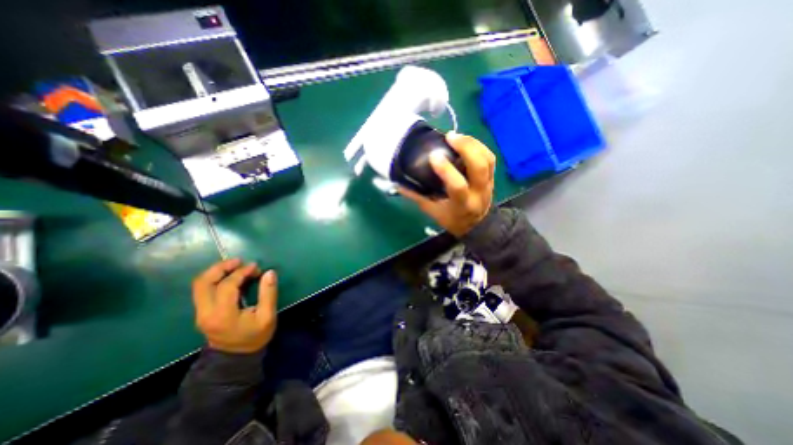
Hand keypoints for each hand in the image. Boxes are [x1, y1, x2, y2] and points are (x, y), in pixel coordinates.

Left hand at [192, 259, 278, 352]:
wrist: (235, 359)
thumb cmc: (255, 337)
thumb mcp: (267, 316)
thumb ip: (268, 293)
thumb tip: (269, 272)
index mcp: (222, 314)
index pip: (226, 285)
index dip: (241, 272)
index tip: (256, 267)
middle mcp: (205, 312)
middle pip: (203, 282)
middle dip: (221, 267)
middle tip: (239, 261)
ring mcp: (200, 313)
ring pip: (200, 285)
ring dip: (216, 271)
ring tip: (235, 266)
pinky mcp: (202, 312)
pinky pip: (203, 290)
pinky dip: (216, 279)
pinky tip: (230, 277)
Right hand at [400, 130, 494, 237]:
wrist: (477, 226)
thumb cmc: (452, 219)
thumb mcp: (433, 212)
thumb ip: (417, 197)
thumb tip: (398, 184)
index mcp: (463, 204)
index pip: (458, 186)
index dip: (446, 170)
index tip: (433, 156)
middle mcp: (479, 193)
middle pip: (479, 167)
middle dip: (466, 148)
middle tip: (449, 137)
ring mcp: (488, 184)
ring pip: (487, 159)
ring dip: (473, 144)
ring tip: (456, 136)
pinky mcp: (492, 177)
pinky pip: (490, 158)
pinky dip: (478, 146)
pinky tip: (466, 141)